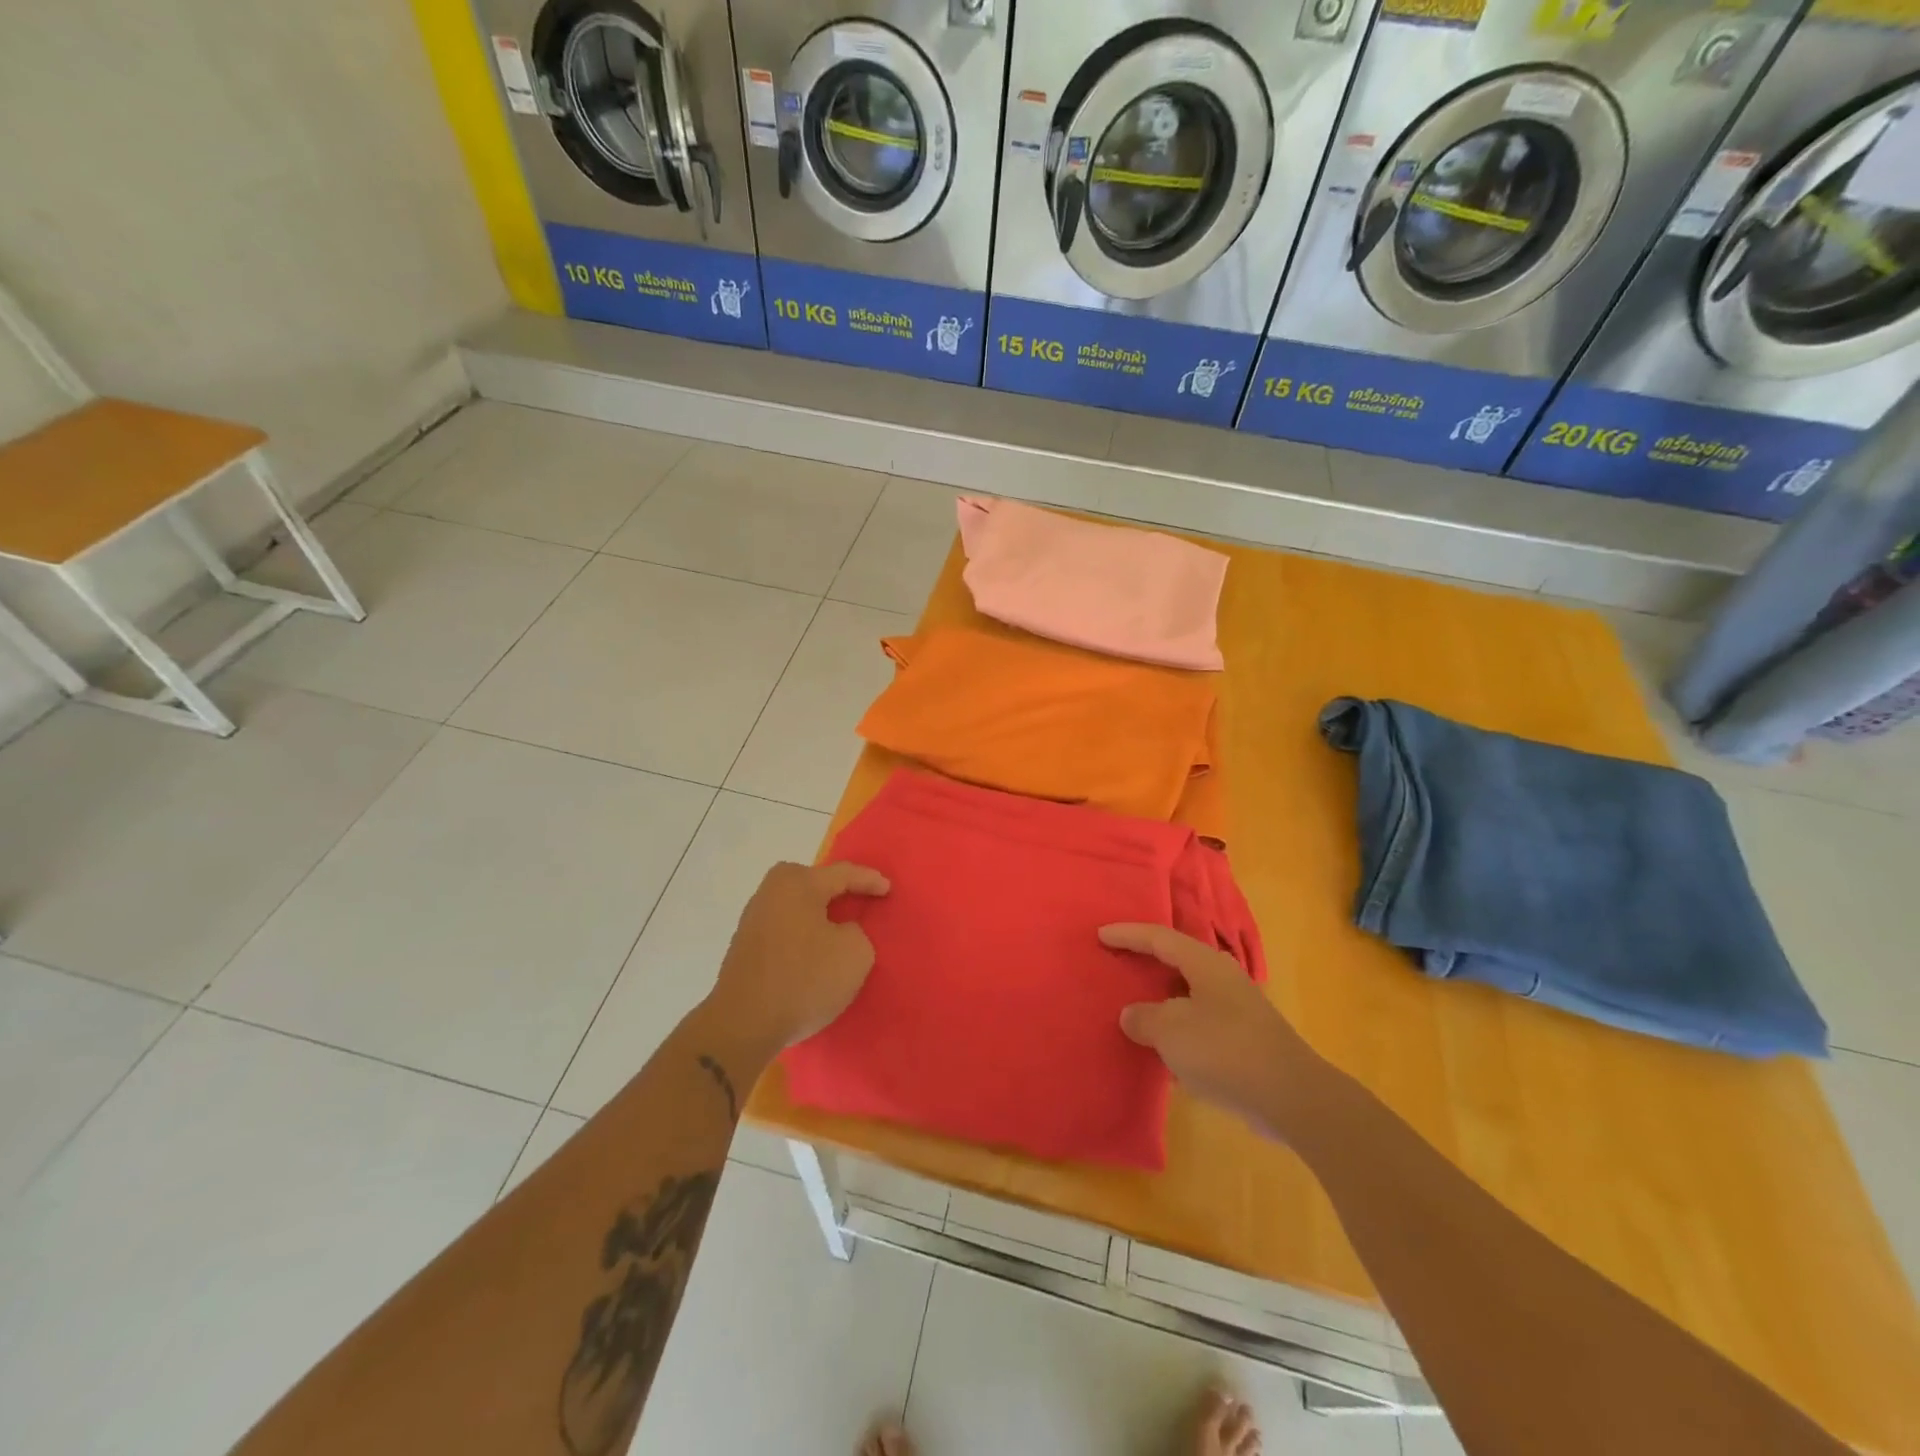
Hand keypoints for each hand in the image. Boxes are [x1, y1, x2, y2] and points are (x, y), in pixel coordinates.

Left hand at [703, 861, 890, 1059]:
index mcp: (797, 883)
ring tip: (838, 928)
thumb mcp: (856, 953)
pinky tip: (812, 951)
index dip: (869, 880)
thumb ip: (856, 932)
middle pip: (813, 883)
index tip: (888, 890)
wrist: (743, 1024)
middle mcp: (770, 892)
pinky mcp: (744, 946)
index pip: (842, 873)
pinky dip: (802, 935)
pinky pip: (784, 929)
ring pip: (796, 907)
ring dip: (817, 916)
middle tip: (860, 901)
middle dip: (837, 891)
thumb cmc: (804, 980)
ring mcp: (753, 919)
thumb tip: (839, 932)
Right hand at [1100, 923, 1315, 1139]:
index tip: (1100, 935)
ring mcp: (1236, 1009)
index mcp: (1205, 964)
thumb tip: (1132, 1015)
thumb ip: (1144, 1018)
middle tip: (1116, 961)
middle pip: (1176, 960)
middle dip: (1145, 961)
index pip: (1159, 938)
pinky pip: (1198, 1022)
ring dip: (1160, 997)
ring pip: (1187, 993)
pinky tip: (1163, 1047)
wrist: (1291, 1097)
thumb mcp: (1171, 1031)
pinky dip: (1176, 1027)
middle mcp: (1222, 978)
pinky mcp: (1243, 1040)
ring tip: (1133, 1003)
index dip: (1128, 935)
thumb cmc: (1225, 1051)